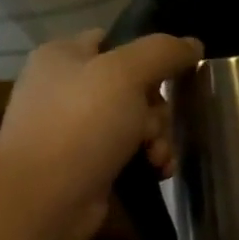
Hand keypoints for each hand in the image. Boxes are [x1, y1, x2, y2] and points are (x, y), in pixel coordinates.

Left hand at [0, 30, 202, 239]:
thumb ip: (162, 52)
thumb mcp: (125, 74)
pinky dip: (148, 160)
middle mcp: (68, 89)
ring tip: (157, 158)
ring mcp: (77, 130)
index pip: (114, 41)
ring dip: (158, 139)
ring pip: (136, 123)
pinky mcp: (88, 165)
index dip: (147, 56)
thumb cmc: (81, 125)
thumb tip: (194, 43)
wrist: (45, 198)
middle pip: (134, 87)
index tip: (173, 75)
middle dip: (157, 110)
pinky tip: (158, 172)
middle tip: (153, 129)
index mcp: (64, 56)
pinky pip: (130, 153)